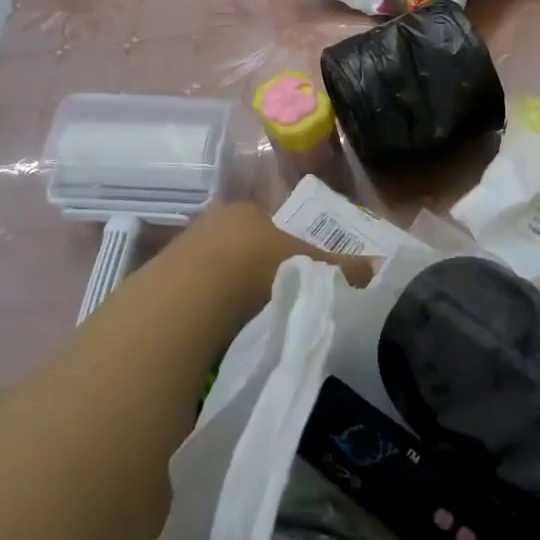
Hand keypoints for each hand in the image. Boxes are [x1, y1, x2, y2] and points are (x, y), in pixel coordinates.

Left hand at [173, 202, 374, 309]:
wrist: (191, 296)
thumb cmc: (256, 267)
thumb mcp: (309, 266)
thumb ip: (342, 267)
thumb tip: (378, 268)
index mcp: (248, 210)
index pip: (272, 225)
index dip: (287, 249)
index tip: (298, 276)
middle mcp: (214, 220)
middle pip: (242, 244)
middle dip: (256, 268)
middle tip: (275, 299)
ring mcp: (183, 248)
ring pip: (215, 267)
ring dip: (228, 288)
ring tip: (246, 320)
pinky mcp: (161, 278)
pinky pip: (193, 290)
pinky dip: (206, 306)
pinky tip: (216, 329)